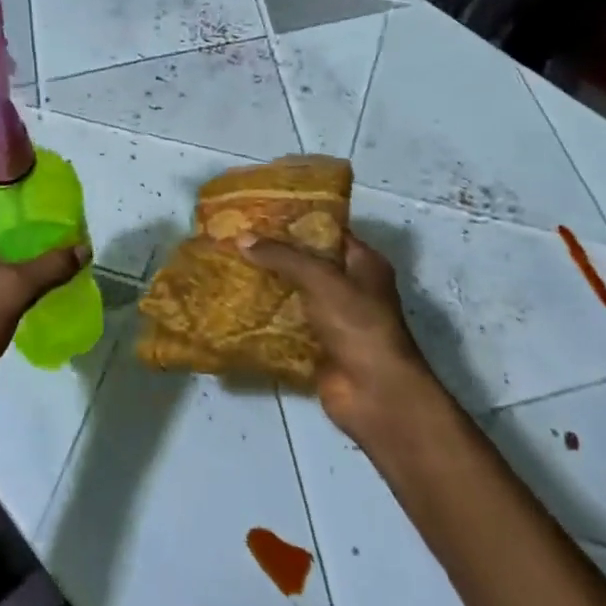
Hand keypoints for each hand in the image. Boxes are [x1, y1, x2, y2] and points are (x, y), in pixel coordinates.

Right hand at [239, 231, 435, 442]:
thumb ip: (281, 256)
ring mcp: (335, 319)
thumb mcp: (320, 278)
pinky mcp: (318, 346)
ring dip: (268, 284)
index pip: (327, 232)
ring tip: (230, 266)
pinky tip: (237, 304)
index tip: (260, 213)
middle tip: (237, 239)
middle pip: (308, 263)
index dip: (296, 221)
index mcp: (364, 264)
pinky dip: (266, 317)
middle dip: (275, 253)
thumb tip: (241, 238)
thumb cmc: (357, 324)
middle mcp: (351, 287)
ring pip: (294, 294)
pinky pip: (287, 324)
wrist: (374, 393)